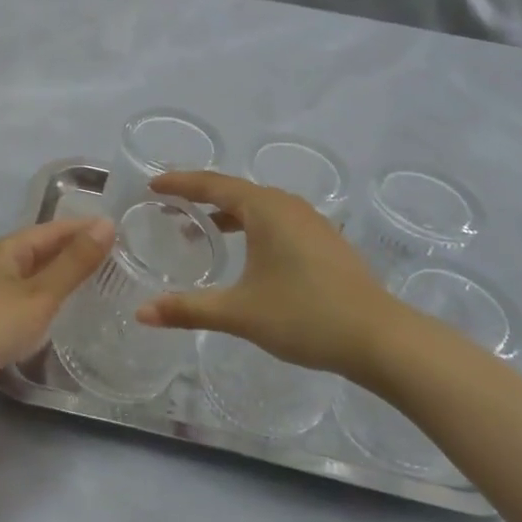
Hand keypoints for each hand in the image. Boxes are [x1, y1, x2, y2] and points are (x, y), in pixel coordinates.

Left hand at [0, 215, 114, 376]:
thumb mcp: (40, 294)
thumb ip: (74, 263)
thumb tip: (107, 224)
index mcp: (11, 247)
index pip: (56, 229)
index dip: (86, 229)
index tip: (120, 234)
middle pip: (44, 248)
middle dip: (75, 251)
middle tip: (116, 261)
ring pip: (34, 272)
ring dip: (61, 274)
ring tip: (94, 284)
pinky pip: (25, 294)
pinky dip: (46, 295)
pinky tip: (58, 310)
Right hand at [136, 172, 397, 378]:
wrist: (379, 338)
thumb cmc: (304, 315)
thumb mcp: (240, 313)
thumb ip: (189, 309)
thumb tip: (141, 313)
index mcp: (265, 209)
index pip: (212, 185)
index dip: (180, 183)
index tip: (152, 184)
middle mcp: (287, 205)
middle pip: (235, 191)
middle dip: (200, 197)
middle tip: (170, 207)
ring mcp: (310, 221)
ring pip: (258, 207)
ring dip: (227, 214)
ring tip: (201, 231)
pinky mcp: (325, 240)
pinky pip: (276, 220)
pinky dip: (251, 226)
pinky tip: (247, 253)